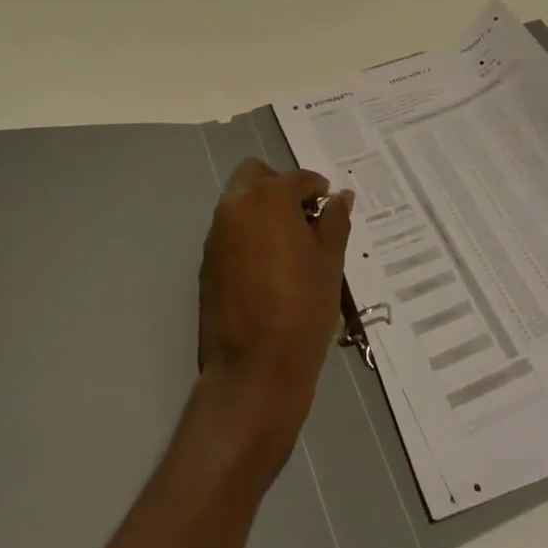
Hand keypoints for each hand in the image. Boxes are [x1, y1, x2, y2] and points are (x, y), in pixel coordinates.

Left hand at [195, 160, 353, 466]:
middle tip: (306, 217)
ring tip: (293, 244)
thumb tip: (340, 197)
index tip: (331, 207)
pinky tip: (272, 266)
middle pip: (255, 175)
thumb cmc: (303, 309)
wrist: (254, 371)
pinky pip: (231, 231)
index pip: (297, 178)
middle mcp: (234, 208)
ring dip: (263, 209)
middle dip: (281, 187)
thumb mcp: (330, 262)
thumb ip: (335, 221)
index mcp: (267, 199)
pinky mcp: (207, 263)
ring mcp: (216, 236)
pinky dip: (250, 233)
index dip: (318, 189)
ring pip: (239, 202)